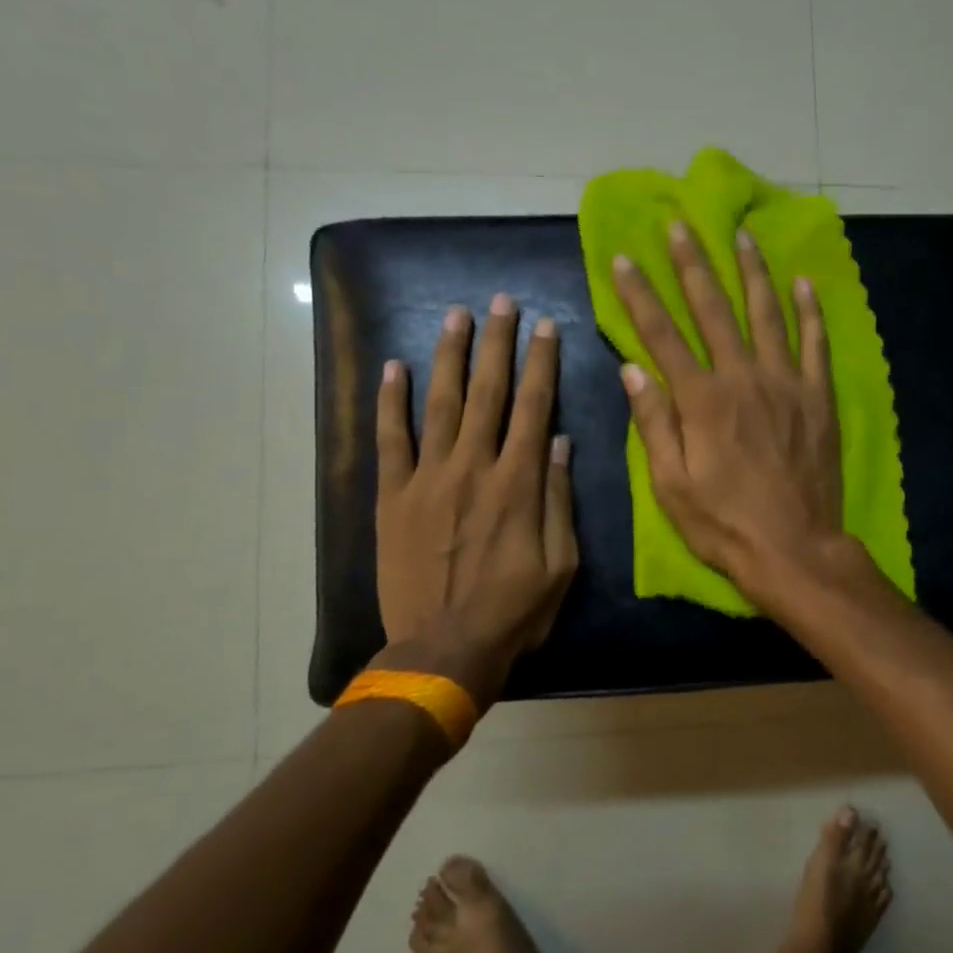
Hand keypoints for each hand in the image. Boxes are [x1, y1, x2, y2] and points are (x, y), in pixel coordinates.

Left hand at [374, 295, 577, 706]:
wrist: (443, 650)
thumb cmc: (514, 612)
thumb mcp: (561, 563)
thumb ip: (558, 499)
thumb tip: (561, 442)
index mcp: (518, 483)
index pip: (534, 408)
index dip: (542, 363)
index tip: (546, 326)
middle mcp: (474, 468)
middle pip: (488, 393)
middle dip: (497, 343)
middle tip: (501, 302)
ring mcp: (428, 479)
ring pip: (441, 404)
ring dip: (449, 356)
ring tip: (456, 316)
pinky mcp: (394, 498)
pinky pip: (390, 441)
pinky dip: (391, 403)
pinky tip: (394, 367)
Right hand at [612, 222, 851, 609]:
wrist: (795, 549)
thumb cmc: (724, 524)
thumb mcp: (672, 485)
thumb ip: (654, 422)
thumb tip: (632, 368)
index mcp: (702, 400)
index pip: (661, 335)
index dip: (639, 296)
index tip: (623, 259)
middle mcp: (743, 378)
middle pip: (714, 311)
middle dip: (693, 265)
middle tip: (681, 226)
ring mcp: (786, 384)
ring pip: (768, 314)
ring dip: (753, 273)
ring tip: (743, 237)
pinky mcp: (818, 398)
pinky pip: (816, 344)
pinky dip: (811, 312)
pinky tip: (805, 283)